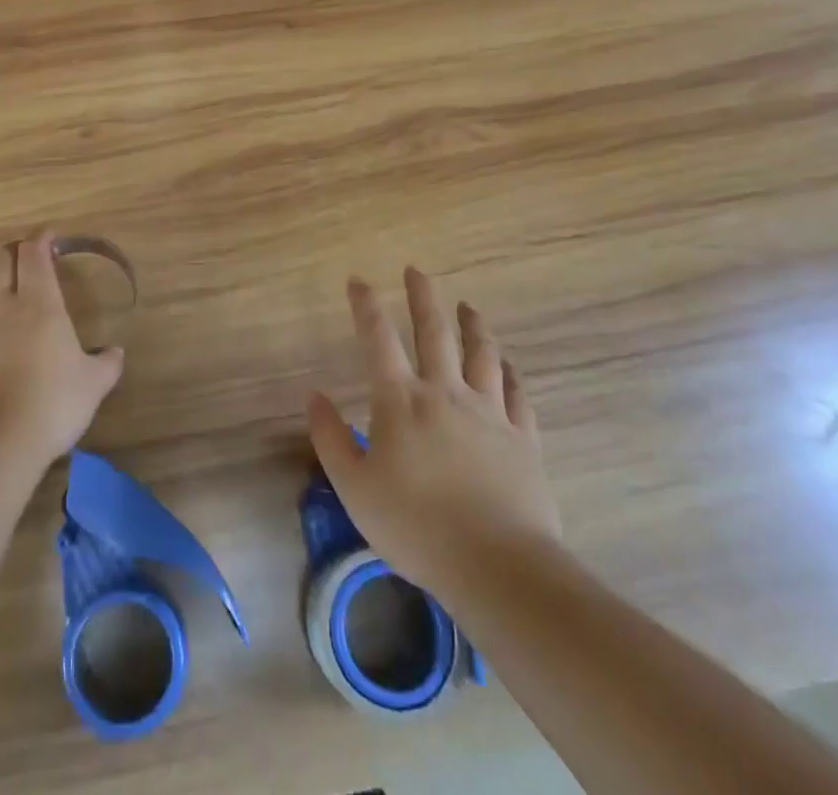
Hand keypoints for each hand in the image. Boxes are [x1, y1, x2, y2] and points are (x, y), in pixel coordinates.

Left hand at [0, 231, 124, 471]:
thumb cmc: (53, 402)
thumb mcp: (93, 384)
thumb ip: (107, 363)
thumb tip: (115, 352)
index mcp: (39, 303)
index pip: (34, 253)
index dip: (42, 239)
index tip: (52, 237)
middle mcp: (3, 307)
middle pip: (2, 260)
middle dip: (17, 250)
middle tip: (33, 257)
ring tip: (14, 292)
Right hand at [309, 267, 560, 598]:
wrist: (498, 565)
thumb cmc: (416, 526)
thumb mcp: (355, 488)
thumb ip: (331, 438)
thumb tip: (315, 396)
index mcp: (401, 401)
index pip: (378, 339)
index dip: (366, 305)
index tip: (358, 280)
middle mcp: (445, 392)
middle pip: (435, 332)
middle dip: (423, 297)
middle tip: (417, 270)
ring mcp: (489, 412)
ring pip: (482, 354)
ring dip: (473, 325)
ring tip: (467, 306)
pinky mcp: (522, 438)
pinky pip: (516, 393)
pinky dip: (509, 372)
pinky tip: (507, 364)